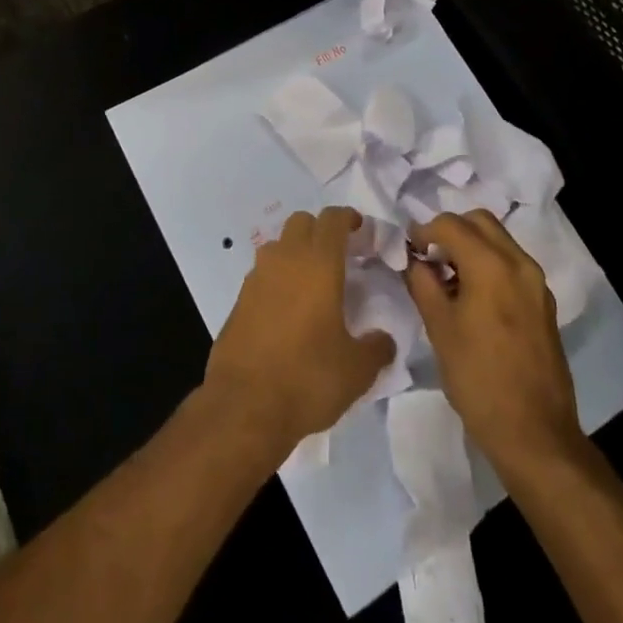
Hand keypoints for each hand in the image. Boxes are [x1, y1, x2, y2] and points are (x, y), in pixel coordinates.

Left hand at [203, 207, 394, 454]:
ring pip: (278, 245)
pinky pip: (263, 273)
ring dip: (297, 252)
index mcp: (318, 264)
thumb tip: (383, 339)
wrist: (245, 404)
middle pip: (302, 222)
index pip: (332, 219)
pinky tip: (290, 310)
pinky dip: (278, 279)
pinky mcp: (239, 299)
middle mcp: (285, 260)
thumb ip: (376, 347)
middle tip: (341, 256)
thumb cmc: (308, 377)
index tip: (361, 230)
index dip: (348, 218)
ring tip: (314, 283)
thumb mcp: (357, 370)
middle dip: (321, 230)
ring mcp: (257, 277)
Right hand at [403, 209, 584, 479]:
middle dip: (450, 230)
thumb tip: (414, 260)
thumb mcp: (439, 328)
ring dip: (470, 246)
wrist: (535, 434)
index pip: (451, 224)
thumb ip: (423, 283)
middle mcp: (519, 264)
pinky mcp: (543, 304)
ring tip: (447, 279)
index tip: (408, 250)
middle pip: (480, 221)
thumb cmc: (479, 379)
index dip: (423, 230)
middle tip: (428, 257)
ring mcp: (536, 284)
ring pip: (498, 240)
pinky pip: (511, 264)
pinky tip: (471, 298)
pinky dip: (488, 264)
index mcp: (492, 265)